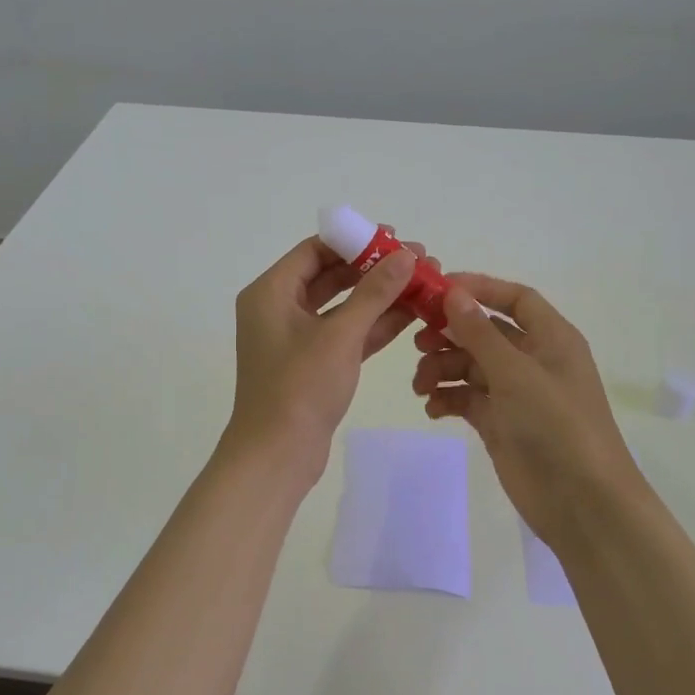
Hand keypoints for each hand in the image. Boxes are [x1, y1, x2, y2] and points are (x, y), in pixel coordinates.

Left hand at [225, 233, 433, 474]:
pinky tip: (412, 313)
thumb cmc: (300, 387)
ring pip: (342, 306)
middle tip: (417, 260)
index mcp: (270, 292)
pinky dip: (374, 324)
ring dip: (380, 296)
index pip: (314, 250)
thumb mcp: (340, 335)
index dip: (355, 240)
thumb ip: (374, 292)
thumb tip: (406, 256)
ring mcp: (296, 338)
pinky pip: (346, 333)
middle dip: (374, 268)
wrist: (277, 456)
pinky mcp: (313, 364)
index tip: (394, 237)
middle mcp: (279, 309)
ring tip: (423, 283)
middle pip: (331, 275)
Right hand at [412, 274, 644, 545]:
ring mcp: (517, 393)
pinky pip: (468, 399)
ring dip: (443, 369)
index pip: (515, 298)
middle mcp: (534, 360)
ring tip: (422, 386)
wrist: (582, 503)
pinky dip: (448, 398)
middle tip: (418, 342)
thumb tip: (453, 293)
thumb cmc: (556, 425)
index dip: (479, 288)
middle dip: (451, 334)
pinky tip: (432, 409)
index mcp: (551, 338)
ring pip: (471, 366)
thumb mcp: (516, 373)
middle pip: (485, 332)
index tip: (438, 290)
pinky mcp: (501, 423)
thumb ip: (480, 333)